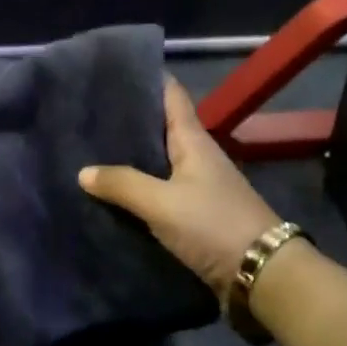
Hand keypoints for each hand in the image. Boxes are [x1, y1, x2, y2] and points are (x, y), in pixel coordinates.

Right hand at [79, 78, 280, 300]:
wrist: (262, 275)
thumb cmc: (214, 225)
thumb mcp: (162, 203)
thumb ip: (122, 184)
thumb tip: (83, 172)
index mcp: (193, 140)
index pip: (170, 95)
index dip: (146, 78)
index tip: (111, 70)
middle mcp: (196, 156)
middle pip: (159, 127)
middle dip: (127, 119)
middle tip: (86, 112)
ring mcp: (197, 186)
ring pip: (157, 160)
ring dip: (130, 156)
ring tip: (89, 149)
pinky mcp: (194, 214)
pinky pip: (159, 191)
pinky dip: (137, 188)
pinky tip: (112, 193)